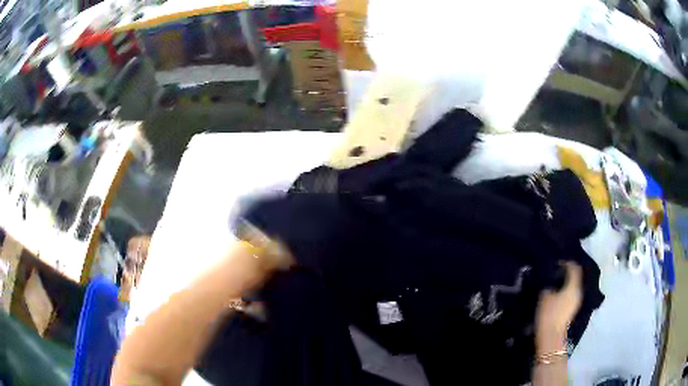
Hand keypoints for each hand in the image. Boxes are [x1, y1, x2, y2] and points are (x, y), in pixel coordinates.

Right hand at [535, 262, 582, 352]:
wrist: (551, 336)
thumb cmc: (549, 314)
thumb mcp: (545, 297)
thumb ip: (549, 285)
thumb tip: (550, 281)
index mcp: (573, 286)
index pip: (574, 268)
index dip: (567, 263)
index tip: (558, 262)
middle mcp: (578, 291)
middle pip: (575, 277)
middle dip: (567, 273)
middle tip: (556, 272)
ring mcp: (577, 301)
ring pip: (573, 286)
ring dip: (566, 283)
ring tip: (555, 283)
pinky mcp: (572, 309)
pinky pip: (571, 295)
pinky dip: (566, 291)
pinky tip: (557, 294)